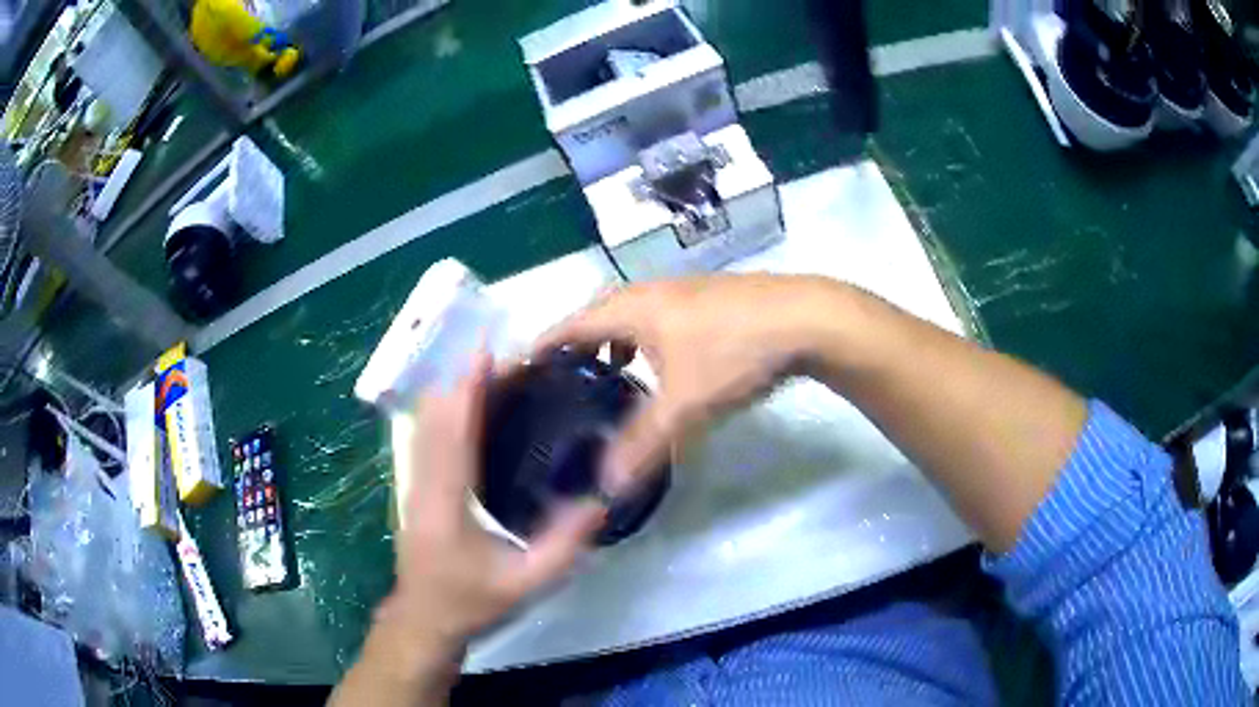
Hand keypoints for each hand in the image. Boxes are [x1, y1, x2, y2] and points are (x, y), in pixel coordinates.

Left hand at [378, 354, 606, 668]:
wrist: (426, 620)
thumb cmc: (473, 603)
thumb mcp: (528, 582)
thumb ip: (565, 544)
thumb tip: (601, 499)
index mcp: (447, 503)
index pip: (453, 431)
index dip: (466, 386)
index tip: (485, 350)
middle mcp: (423, 484)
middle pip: (434, 416)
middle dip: (461, 378)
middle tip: (500, 354)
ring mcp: (414, 484)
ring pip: (425, 423)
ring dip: (452, 391)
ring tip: (487, 370)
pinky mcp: (415, 489)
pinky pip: (426, 437)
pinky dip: (445, 411)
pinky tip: (467, 406)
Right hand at [534, 274, 829, 495]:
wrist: (806, 317)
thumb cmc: (735, 351)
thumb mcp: (685, 404)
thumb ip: (643, 445)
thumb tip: (605, 486)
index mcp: (630, 308)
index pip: (567, 325)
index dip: (541, 348)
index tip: (519, 374)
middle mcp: (648, 292)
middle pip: (595, 317)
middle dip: (573, 348)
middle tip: (558, 387)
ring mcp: (681, 292)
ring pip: (629, 318)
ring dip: (611, 345)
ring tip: (603, 381)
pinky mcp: (707, 300)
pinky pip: (656, 321)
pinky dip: (643, 344)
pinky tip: (661, 371)